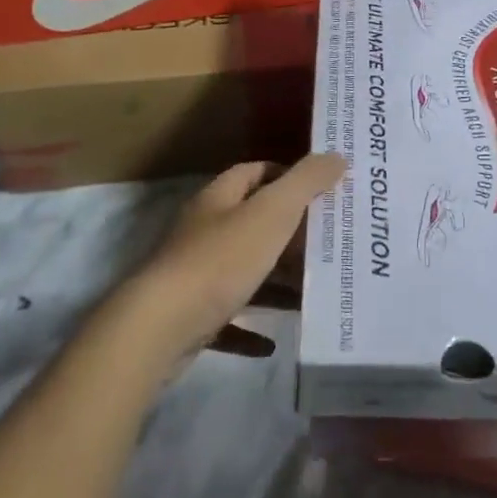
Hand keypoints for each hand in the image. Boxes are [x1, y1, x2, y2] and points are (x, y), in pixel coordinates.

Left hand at [120, 153, 345, 367]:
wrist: (160, 329)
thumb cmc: (220, 260)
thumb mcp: (272, 213)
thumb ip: (306, 182)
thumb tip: (336, 156)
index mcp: (219, 200)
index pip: (255, 173)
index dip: (288, 176)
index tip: (323, 191)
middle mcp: (204, 232)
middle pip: (253, 224)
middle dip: (291, 233)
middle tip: (330, 243)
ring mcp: (194, 276)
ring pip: (245, 273)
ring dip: (277, 282)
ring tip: (314, 292)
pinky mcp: (191, 318)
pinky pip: (229, 320)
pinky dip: (252, 328)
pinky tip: (273, 341)